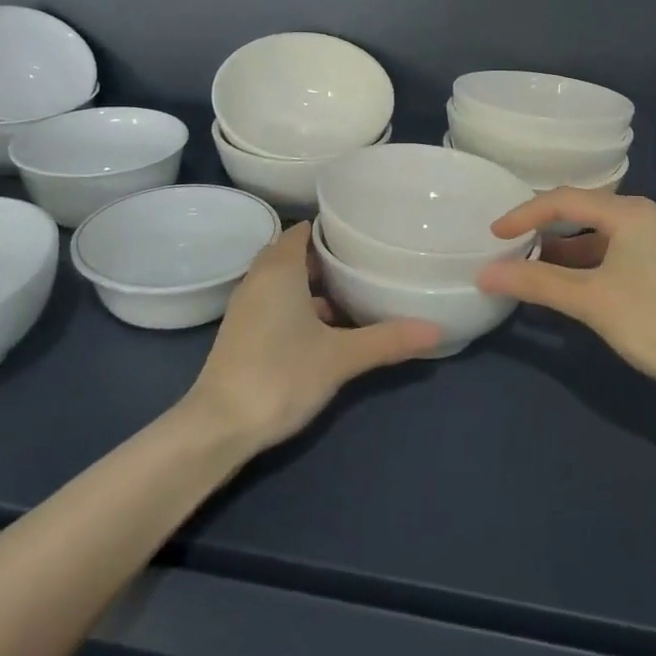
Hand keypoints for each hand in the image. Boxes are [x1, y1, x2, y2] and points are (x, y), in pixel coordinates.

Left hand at [185, 222, 441, 450]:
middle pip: (294, 253)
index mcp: (279, 269)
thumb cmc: (280, 375)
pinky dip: (298, 305)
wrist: (218, 426)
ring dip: (312, 284)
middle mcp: (259, 278)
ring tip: (353, 293)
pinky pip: (274, 302)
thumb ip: (387, 340)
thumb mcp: (340, 357)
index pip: (304, 230)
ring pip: (283, 280)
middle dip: (326, 257)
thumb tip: (437, 329)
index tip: (364, 234)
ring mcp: (246, 306)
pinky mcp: (241, 332)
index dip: (332, 229)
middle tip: (365, 262)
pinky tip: (325, 329)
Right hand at [477, 189, 655, 395]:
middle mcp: (642, 218)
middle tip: (507, 247)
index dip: (524, 214)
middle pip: (579, 213)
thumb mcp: (590, 300)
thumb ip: (535, 282)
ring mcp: (654, 244)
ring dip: (560, 252)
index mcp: (628, 212)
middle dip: (541, 230)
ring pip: (594, 237)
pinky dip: (582, 267)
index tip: (493, 234)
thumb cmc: (655, 321)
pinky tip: (564, 287)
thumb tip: (484, 273)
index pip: (563, 200)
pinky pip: (609, 256)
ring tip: (527, 269)